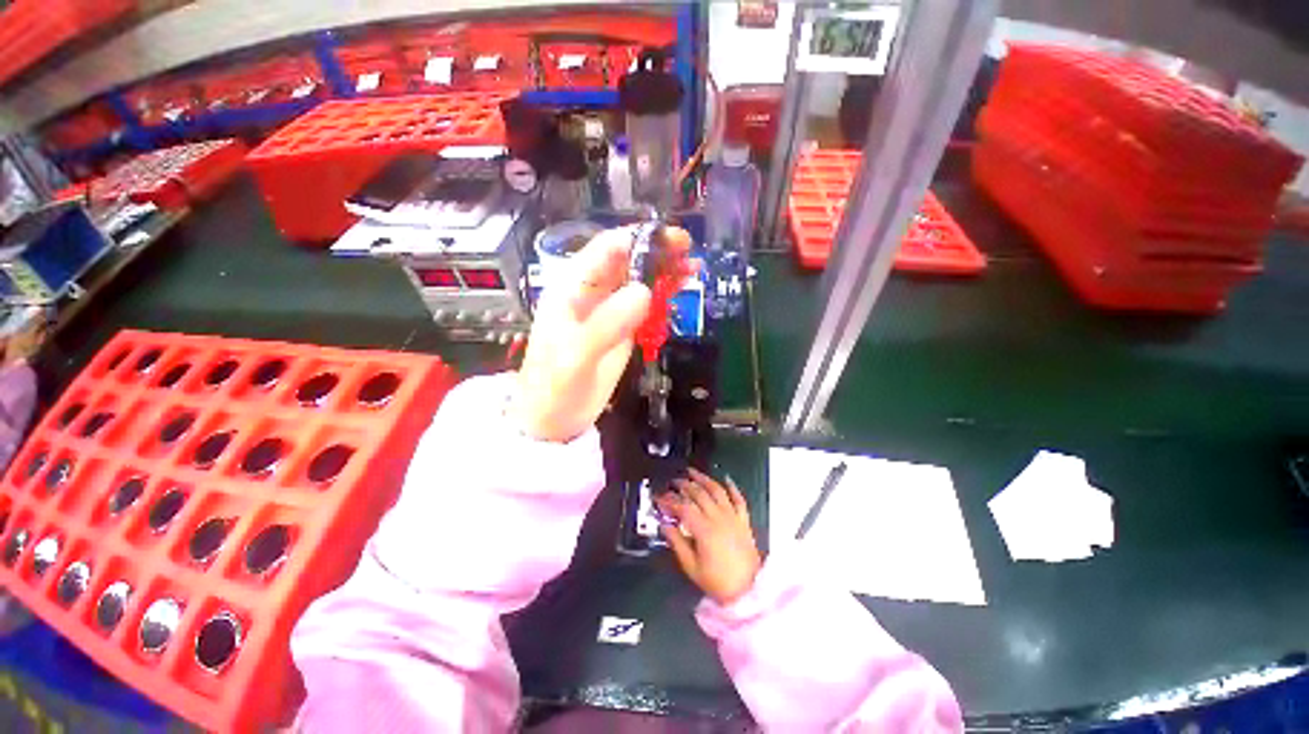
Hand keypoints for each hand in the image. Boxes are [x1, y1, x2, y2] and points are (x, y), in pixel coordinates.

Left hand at [513, 225, 692, 442]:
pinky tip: (680, 290)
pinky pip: (645, 305)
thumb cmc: (554, 387)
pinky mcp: (622, 329)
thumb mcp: (576, 356)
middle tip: (687, 250)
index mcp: (571, 289)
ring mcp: (608, 312)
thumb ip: (606, 324)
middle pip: (625, 261)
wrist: (553, 420)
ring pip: (638, 280)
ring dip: (663, 271)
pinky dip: (663, 295)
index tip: (669, 240)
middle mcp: (591, 294)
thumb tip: (644, 291)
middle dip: (656, 251)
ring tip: (692, 268)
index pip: (605, 251)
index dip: (637, 239)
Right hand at [658, 468, 761, 605]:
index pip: (683, 507)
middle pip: (699, 494)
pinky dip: (732, 487)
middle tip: (673, 482)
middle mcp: (718, 518)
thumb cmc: (717, 581)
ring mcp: (733, 517)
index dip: (669, 501)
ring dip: (703, 479)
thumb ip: (677, 542)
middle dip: (684, 485)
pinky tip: (726, 478)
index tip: (659, 498)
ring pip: (717, 490)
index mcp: (704, 530)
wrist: (747, 591)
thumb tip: (664, 525)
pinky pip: (738, 499)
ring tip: (692, 472)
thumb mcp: (691, 567)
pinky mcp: (743, 520)